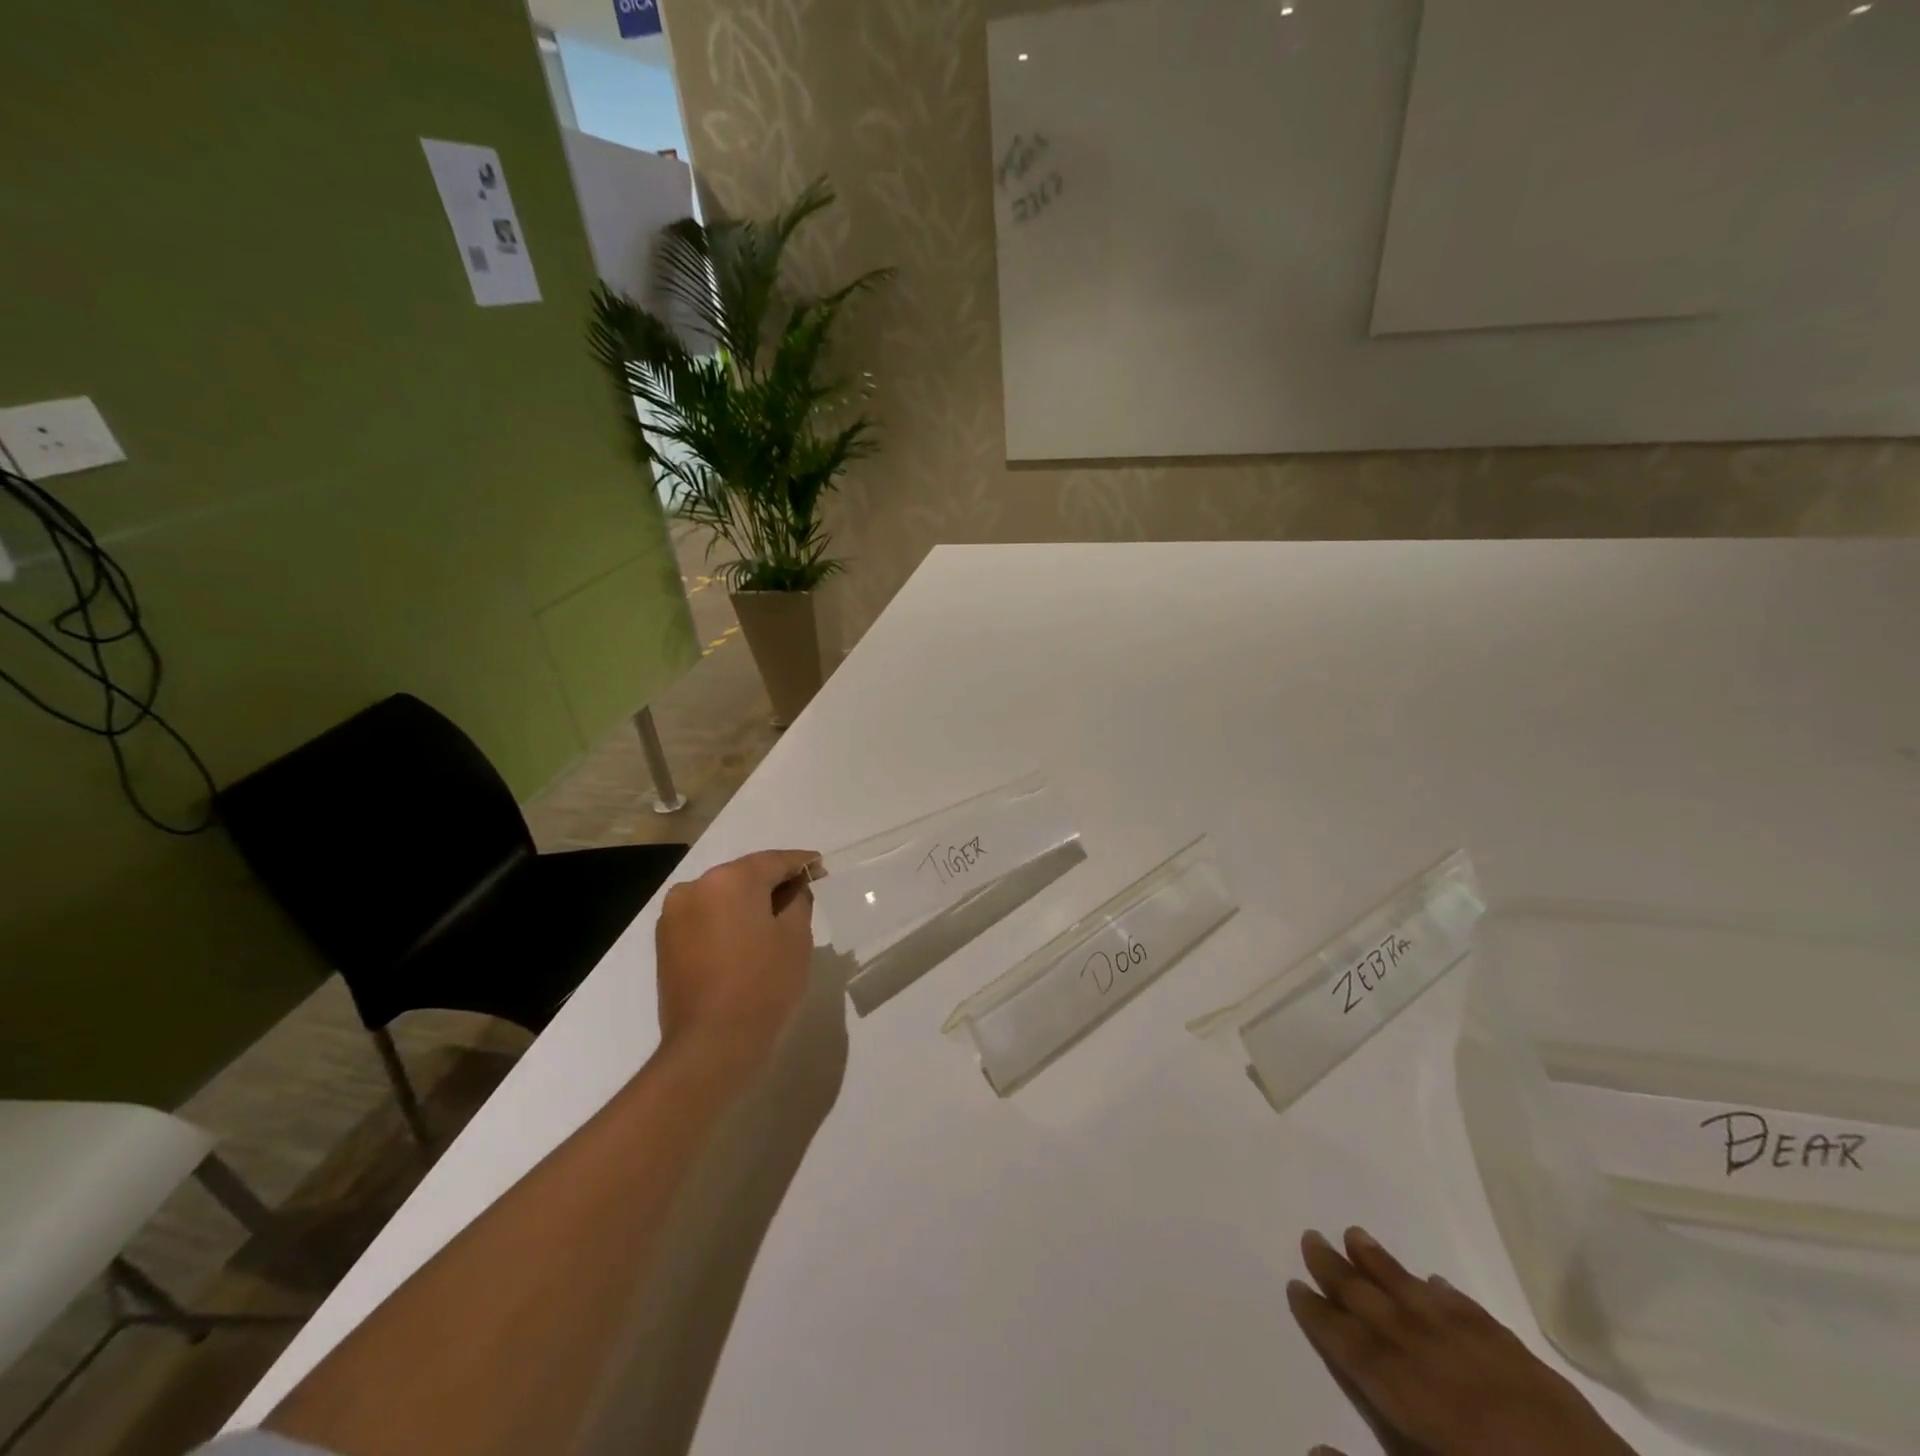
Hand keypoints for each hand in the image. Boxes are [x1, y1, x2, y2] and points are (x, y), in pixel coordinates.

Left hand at [655, 849, 818, 1062]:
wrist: (711, 1043)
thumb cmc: (763, 985)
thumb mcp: (796, 937)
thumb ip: (798, 900)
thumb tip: (794, 888)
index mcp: (731, 880)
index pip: (774, 861)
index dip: (801, 862)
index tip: (819, 866)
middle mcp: (696, 886)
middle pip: (744, 874)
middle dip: (772, 882)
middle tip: (801, 893)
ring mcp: (675, 913)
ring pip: (722, 895)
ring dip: (747, 901)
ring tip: (773, 919)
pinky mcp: (665, 940)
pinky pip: (704, 915)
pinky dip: (725, 918)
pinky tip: (744, 936)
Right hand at [1288, 1227, 1637, 1455]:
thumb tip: (1312, 1446)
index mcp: (1412, 1399)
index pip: (1352, 1346)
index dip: (1319, 1317)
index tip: (1293, 1284)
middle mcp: (1436, 1361)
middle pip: (1376, 1307)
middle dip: (1338, 1273)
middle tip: (1310, 1236)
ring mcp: (1483, 1355)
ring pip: (1418, 1296)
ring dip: (1382, 1265)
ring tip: (1354, 1232)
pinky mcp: (1525, 1362)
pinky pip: (1472, 1313)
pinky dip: (1446, 1294)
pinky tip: (1435, 1281)